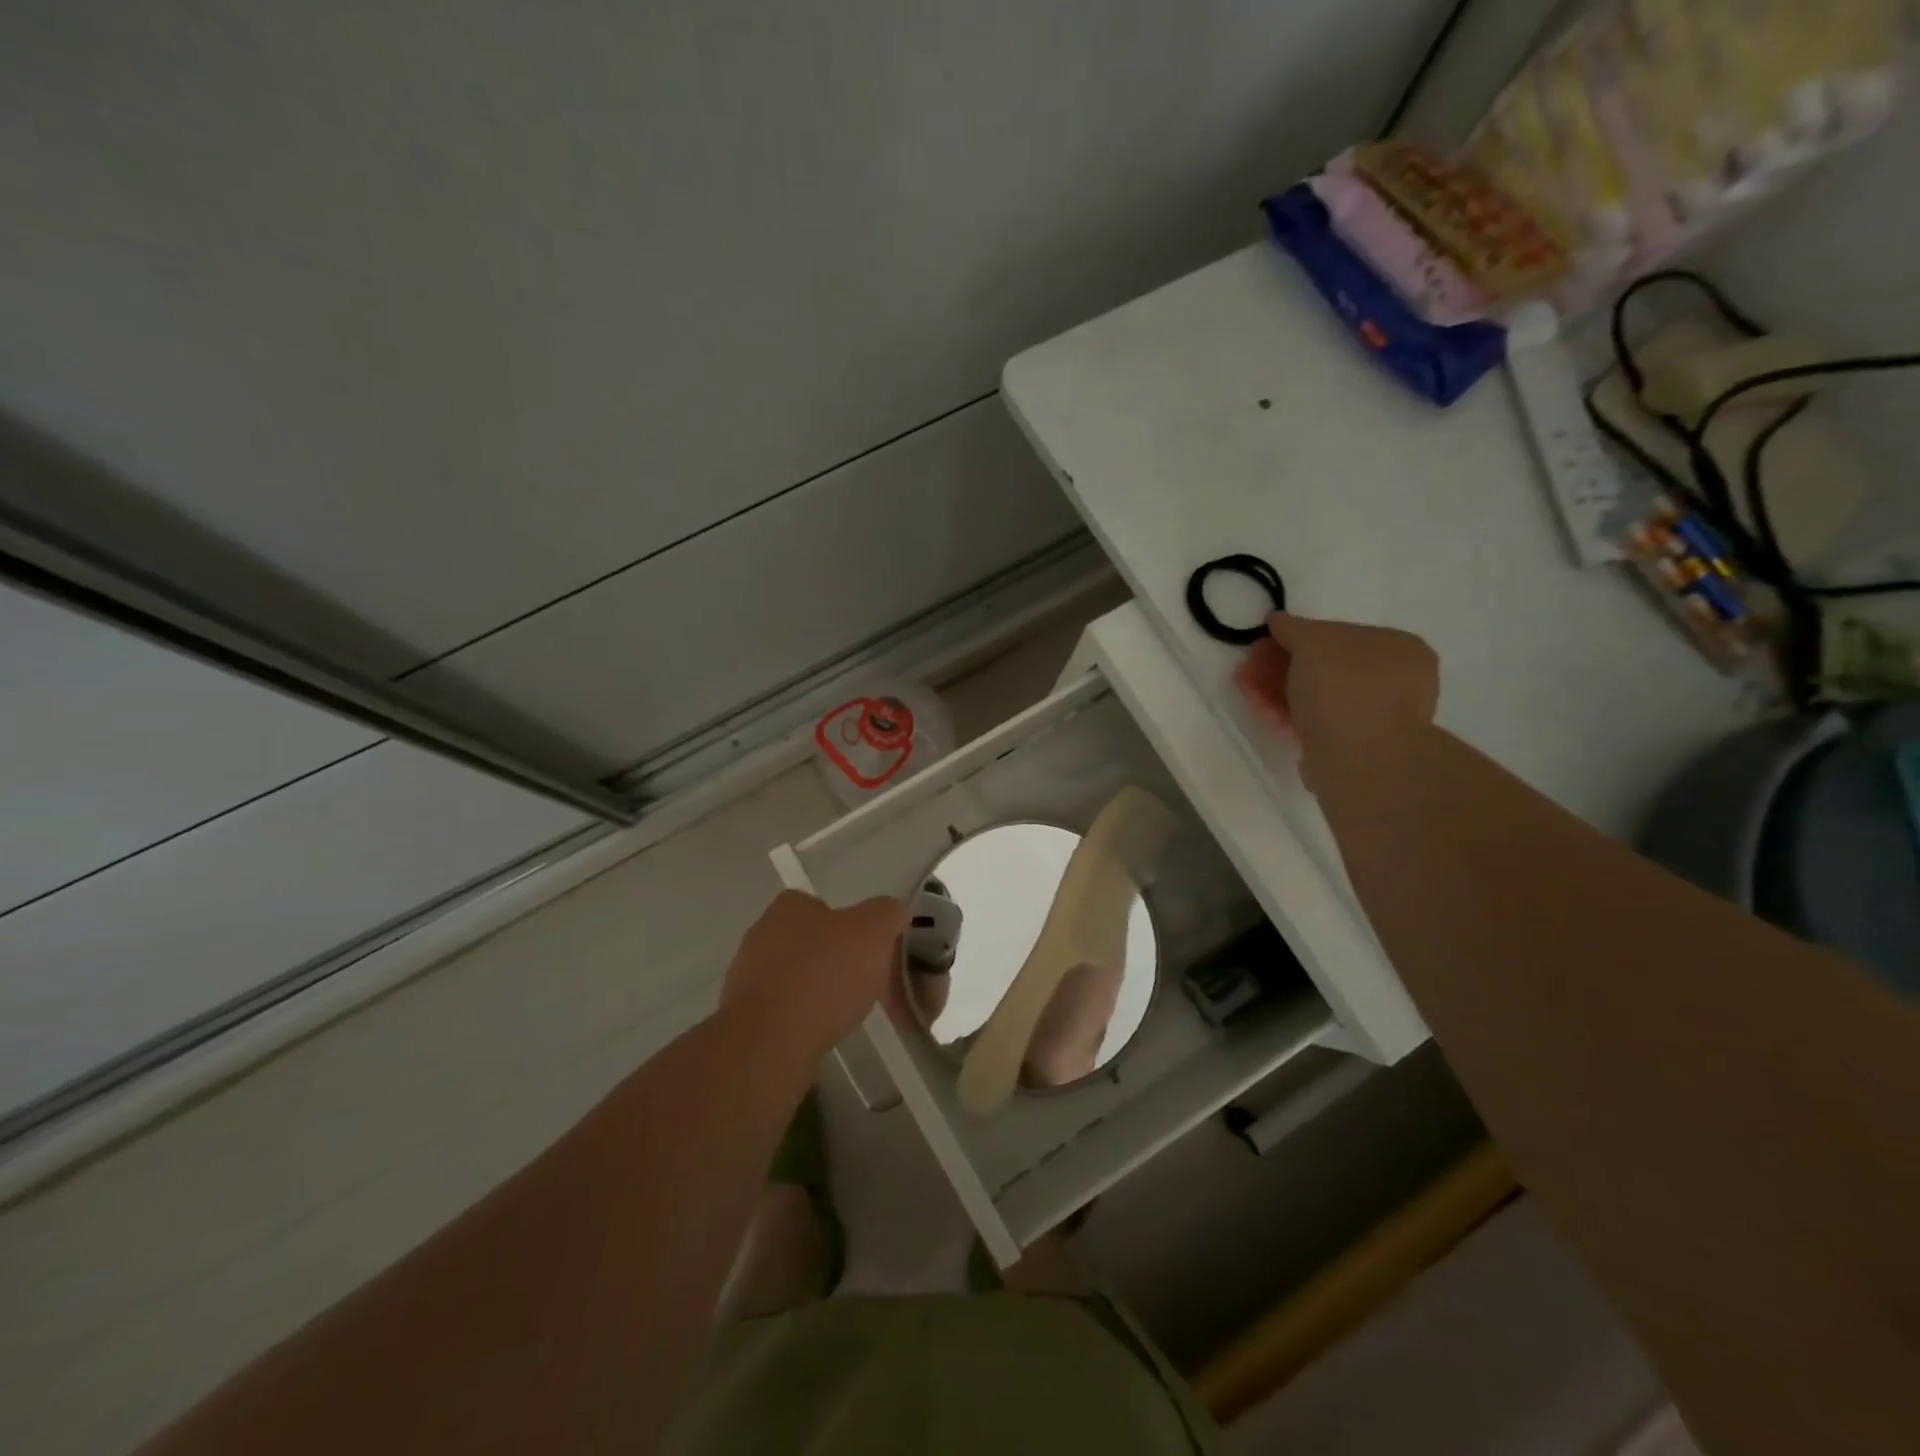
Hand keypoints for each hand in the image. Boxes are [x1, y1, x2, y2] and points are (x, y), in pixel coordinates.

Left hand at [721, 891, 907, 1064]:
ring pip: (799, 979)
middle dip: (841, 962)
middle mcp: (763, 934)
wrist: (771, 1042)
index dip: (854, 927)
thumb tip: (892, 914)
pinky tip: (822, 1034)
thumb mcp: (875, 930)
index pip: (824, 906)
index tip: (872, 952)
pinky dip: (805, 1020)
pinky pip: (786, 1011)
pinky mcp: (745, 1018)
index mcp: (789, 907)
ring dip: (823, 993)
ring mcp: (748, 977)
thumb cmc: (824, 975)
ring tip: (849, 1015)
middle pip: (814, 943)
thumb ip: (888, 913)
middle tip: (869, 986)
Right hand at [1235, 611, 1438, 792]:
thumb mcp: (1314, 641)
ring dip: (1275, 686)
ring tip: (1243, 682)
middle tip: (1250, 661)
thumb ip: (1293, 627)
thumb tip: (1278, 619)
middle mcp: (1392, 681)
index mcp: (1397, 648)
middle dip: (1280, 663)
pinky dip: (1284, 712)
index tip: (1265, 640)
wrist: (1360, 758)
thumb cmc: (1345, 686)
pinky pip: (1312, 722)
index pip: (1341, 635)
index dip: (1298, 636)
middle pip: (1323, 666)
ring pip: (1313, 696)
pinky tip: (1257, 707)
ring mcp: (1371, 717)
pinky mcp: (1348, 747)